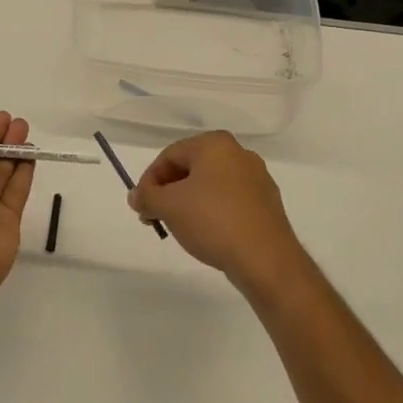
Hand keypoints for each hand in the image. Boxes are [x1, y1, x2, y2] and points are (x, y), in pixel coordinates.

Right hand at [128, 131, 306, 296]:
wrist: (266, 259)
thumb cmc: (213, 221)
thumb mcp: (169, 206)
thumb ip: (147, 196)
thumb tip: (136, 195)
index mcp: (215, 144)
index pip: (170, 155)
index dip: (149, 180)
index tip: (141, 206)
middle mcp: (238, 153)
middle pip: (190, 168)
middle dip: (168, 192)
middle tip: (156, 217)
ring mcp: (256, 178)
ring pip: (210, 185)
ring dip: (188, 203)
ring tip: (179, 228)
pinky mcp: (266, 203)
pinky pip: (229, 200)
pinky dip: (212, 212)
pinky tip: (207, 234)